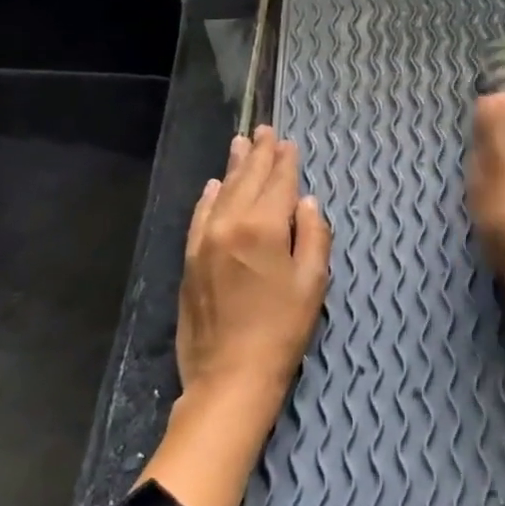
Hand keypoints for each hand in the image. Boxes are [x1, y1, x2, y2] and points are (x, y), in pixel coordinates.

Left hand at [138, 126, 330, 505]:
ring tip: (241, 143)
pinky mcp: (190, 259)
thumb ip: (314, 235)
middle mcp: (231, 224)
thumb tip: (306, 202)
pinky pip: (200, 216)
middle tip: (264, 130)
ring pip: (222, 192)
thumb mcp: (313, 282)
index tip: (288, 142)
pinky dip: (208, 197)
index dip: (285, 161)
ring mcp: (205, 240)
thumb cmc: (283, 330)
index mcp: (265, 227)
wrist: (230, 375)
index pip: (278, 182)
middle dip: (258, 154)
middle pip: (248, 180)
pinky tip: (214, 186)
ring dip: (234, 167)